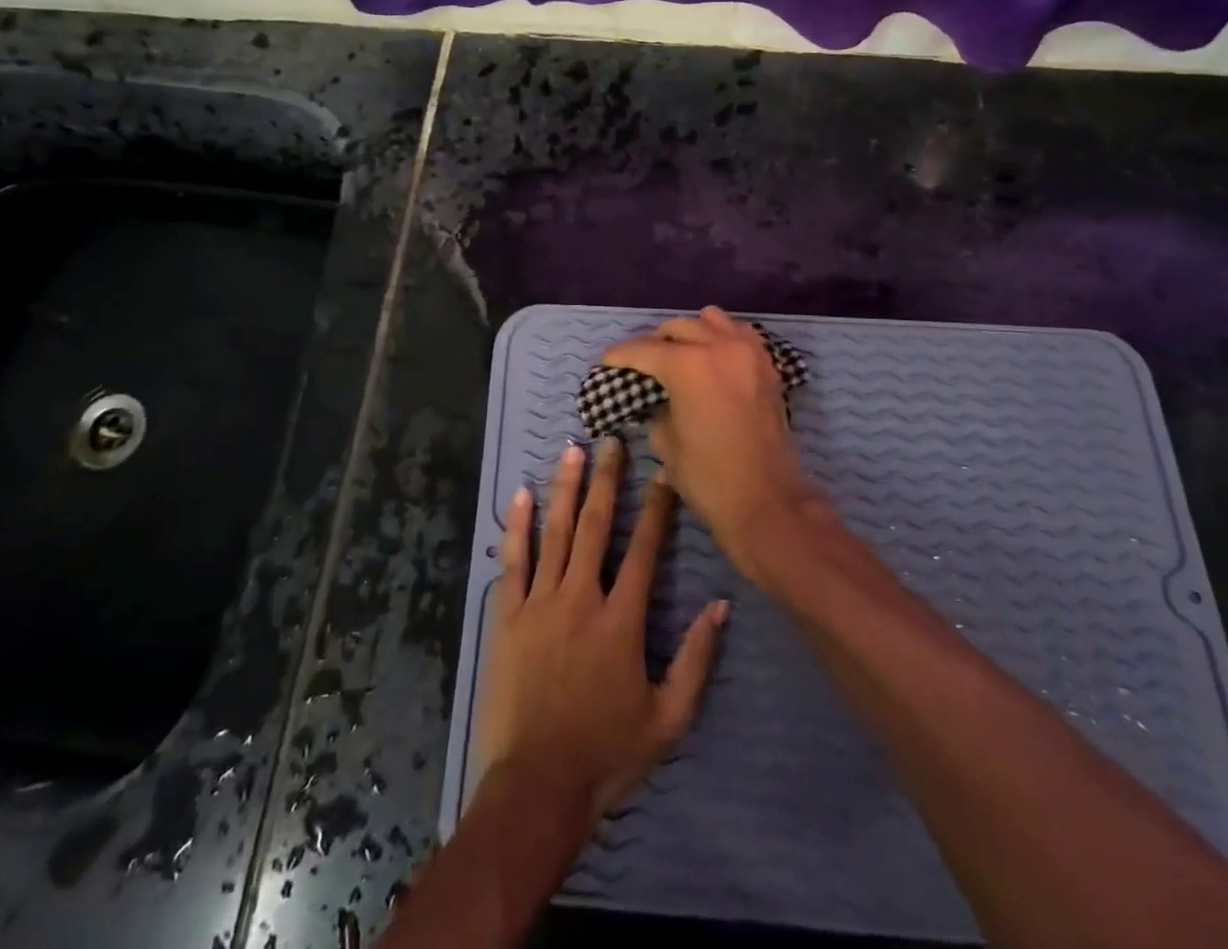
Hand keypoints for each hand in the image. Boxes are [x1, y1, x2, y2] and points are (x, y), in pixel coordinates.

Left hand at [474, 438, 726, 826]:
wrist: (537, 786)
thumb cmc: (606, 753)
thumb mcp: (668, 718)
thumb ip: (695, 659)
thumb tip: (719, 605)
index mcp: (621, 620)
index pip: (644, 551)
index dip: (656, 509)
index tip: (663, 474)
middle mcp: (581, 598)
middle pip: (597, 527)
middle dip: (607, 481)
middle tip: (611, 441)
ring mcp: (540, 603)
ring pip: (556, 532)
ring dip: (566, 488)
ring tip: (573, 451)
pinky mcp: (507, 615)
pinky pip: (513, 561)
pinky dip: (518, 526)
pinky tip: (521, 495)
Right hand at [601, 306, 820, 578]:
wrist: (769, 502)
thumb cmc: (709, 477)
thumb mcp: (666, 443)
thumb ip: (657, 409)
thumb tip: (657, 400)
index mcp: (688, 365)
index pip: (643, 349)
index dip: (620, 355)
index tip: (605, 362)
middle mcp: (719, 346)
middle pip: (677, 327)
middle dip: (654, 342)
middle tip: (641, 364)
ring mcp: (748, 352)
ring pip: (710, 321)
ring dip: (690, 333)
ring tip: (678, 354)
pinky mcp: (767, 365)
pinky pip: (739, 334)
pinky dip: (721, 337)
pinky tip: (712, 356)